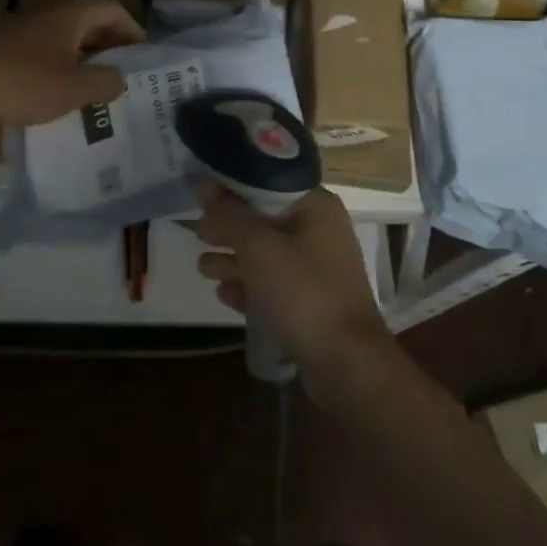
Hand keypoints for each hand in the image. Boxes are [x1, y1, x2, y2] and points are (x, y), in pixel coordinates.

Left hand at [0, 0, 144, 127]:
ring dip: (83, 56)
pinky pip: (42, 48)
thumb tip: (120, 78)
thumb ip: (104, 82)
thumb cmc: (21, 82)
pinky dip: (58, 64)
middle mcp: (48, 12)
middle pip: (88, 20)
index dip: (132, 29)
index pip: (113, 9)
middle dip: (109, 44)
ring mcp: (22, 27)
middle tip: (122, 73)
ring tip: (93, 86)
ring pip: (64, 36)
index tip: (142, 55)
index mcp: (70, 15)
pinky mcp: (2, 45)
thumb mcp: (73, 89)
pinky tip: (55, 92)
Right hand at [196, 183, 394, 399]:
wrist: (347, 363)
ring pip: (267, 254)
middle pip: (265, 219)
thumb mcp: (257, 246)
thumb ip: (229, 214)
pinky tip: (224, 293)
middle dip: (230, 227)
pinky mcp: (313, 302)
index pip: (267, 182)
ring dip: (235, 259)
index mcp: (315, 206)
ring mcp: (319, 269)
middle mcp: (320, 231)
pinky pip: (274, 285)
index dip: (232, 186)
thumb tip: (204, 185)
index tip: (201, 194)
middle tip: (199, 233)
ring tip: (203, 267)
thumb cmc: (302, 291)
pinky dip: (250, 286)